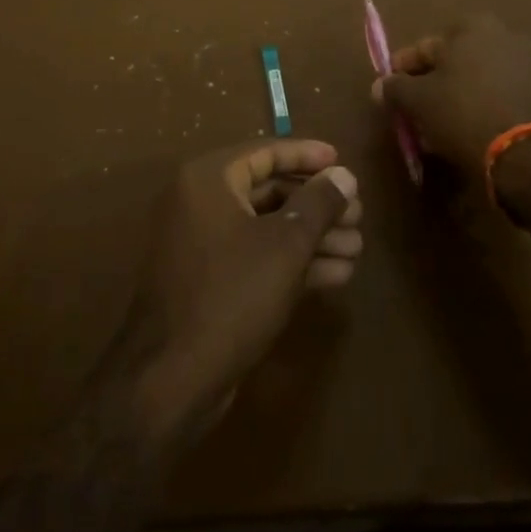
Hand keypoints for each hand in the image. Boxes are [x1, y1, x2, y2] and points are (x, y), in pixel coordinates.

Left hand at [127, 141, 361, 433]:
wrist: (172, 379)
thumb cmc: (231, 295)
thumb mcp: (284, 246)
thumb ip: (318, 204)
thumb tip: (344, 175)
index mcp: (208, 179)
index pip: (264, 152)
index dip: (306, 155)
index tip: (342, 161)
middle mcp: (200, 202)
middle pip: (268, 190)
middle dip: (316, 204)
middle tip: (358, 214)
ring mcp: (202, 244)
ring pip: (266, 227)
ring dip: (312, 236)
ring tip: (357, 247)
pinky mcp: (210, 281)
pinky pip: (256, 257)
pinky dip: (293, 262)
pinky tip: (337, 274)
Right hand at [371, 13, 530, 187]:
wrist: (522, 152)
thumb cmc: (461, 111)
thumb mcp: (417, 100)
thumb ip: (395, 88)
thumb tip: (380, 86)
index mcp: (473, 27)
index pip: (425, 47)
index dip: (403, 70)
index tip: (390, 90)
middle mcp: (504, 36)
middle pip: (453, 62)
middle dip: (432, 84)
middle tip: (414, 110)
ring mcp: (527, 65)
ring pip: (475, 80)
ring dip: (455, 98)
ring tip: (437, 127)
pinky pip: (497, 97)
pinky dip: (480, 108)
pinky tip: (465, 132)